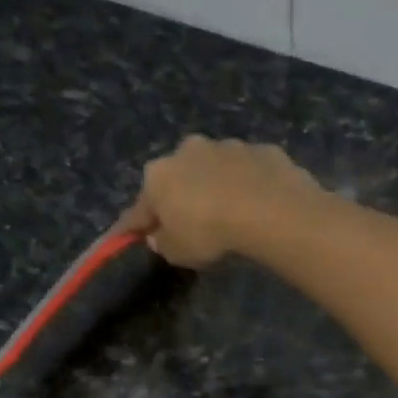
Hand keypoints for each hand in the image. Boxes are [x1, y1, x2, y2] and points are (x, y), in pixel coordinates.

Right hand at [117, 136, 323, 268]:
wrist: (268, 208)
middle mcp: (186, 150)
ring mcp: (226, 145)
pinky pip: (248, 171)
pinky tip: (258, 204)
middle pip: (177, 178)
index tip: (129, 234)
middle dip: (179, 196)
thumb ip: (163, 244)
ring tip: (229, 211)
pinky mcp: (260, 150)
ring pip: (214, 168)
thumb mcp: (178, 252)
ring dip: (216, 185)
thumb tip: (158, 236)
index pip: (139, 207)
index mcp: (158, 175)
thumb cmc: (210, 232)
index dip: (135, 225)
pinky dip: (248, 184)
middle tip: (189, 221)